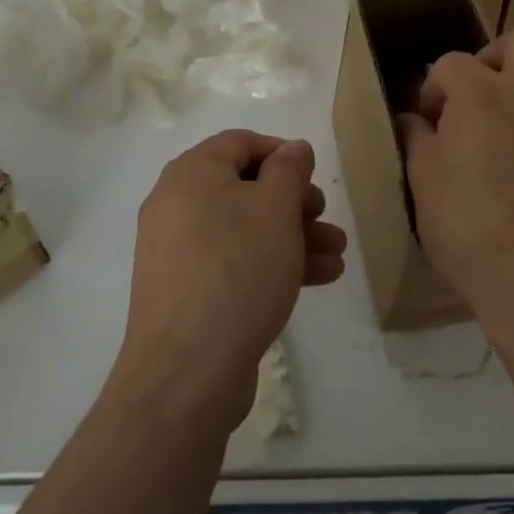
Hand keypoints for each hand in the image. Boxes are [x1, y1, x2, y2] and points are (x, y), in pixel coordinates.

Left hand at [117, 130, 346, 429]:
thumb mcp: (276, 208)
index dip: (281, 152)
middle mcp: (176, 203)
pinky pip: (232, 261)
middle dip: (293, 202)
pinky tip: (316, 280)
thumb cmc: (238, 269)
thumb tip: (293, 149)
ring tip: (336, 256)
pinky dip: (269, 262)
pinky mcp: (185, 290)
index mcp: (191, 173)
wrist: (187, 371)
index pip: (240, 142)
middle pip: (244, 188)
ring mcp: (177, 250)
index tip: (314, 174)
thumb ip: (289, 170)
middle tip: (325, 219)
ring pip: (243, 228)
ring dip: (291, 236)